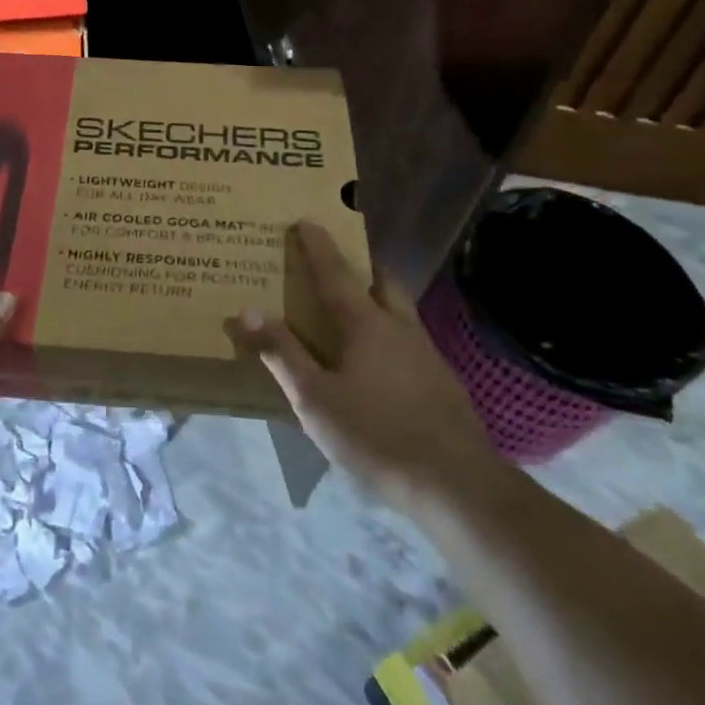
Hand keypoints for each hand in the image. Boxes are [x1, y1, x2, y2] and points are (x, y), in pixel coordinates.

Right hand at [227, 221, 501, 507]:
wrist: (457, 485)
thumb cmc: (376, 434)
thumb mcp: (315, 399)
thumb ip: (282, 353)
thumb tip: (246, 309)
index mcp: (365, 323)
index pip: (335, 272)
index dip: (318, 245)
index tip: (306, 219)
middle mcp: (399, 327)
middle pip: (381, 281)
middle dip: (360, 265)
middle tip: (338, 263)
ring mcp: (426, 353)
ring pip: (400, 310)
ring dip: (378, 297)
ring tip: (356, 311)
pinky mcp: (442, 382)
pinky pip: (409, 339)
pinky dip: (390, 333)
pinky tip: (381, 363)